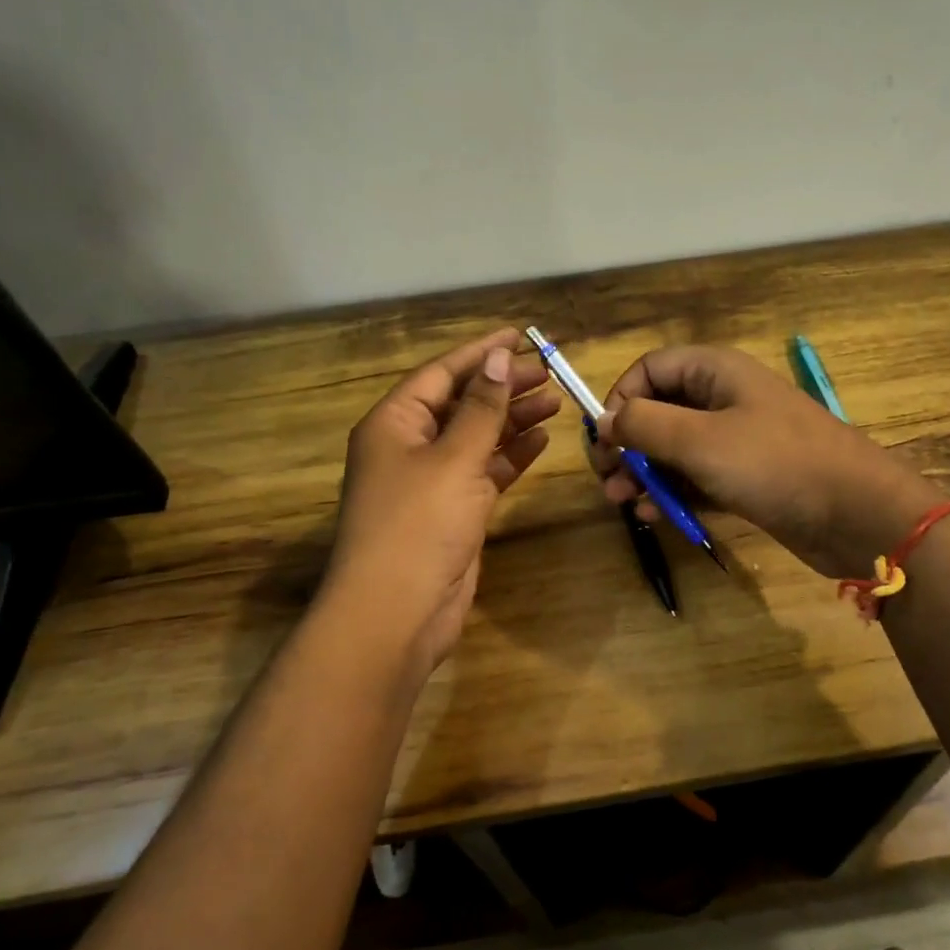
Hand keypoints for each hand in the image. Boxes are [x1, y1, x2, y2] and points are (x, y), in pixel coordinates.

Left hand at [324, 328, 559, 674]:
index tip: (520, 335)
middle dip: (503, 386)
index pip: (442, 374)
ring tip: (555, 400)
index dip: (481, 352)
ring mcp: (432, 481)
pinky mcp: (453, 511)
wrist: (397, 613)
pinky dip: (511, 455)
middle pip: (462, 403)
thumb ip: (482, 408)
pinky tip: (541, 440)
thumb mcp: (454, 459)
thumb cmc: (418, 524)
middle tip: (548, 372)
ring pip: (477, 437)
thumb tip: (499, 357)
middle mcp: (409, 446)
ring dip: (512, 419)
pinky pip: (485, 471)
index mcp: (394, 423)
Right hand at [592, 346, 942, 577]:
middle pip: (658, 410)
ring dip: (644, 473)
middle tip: (606, 478)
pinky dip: (672, 493)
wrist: (856, 514)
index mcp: (715, 372)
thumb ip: (645, 424)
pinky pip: (696, 478)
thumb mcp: (700, 440)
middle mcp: (723, 399)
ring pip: (674, 449)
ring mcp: (736, 440)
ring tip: (621, 502)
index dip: (621, 398)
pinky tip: (653, 515)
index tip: (605, 439)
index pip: (650, 370)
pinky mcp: (744, 478)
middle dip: (628, 444)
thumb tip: (606, 420)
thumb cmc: (775, 463)